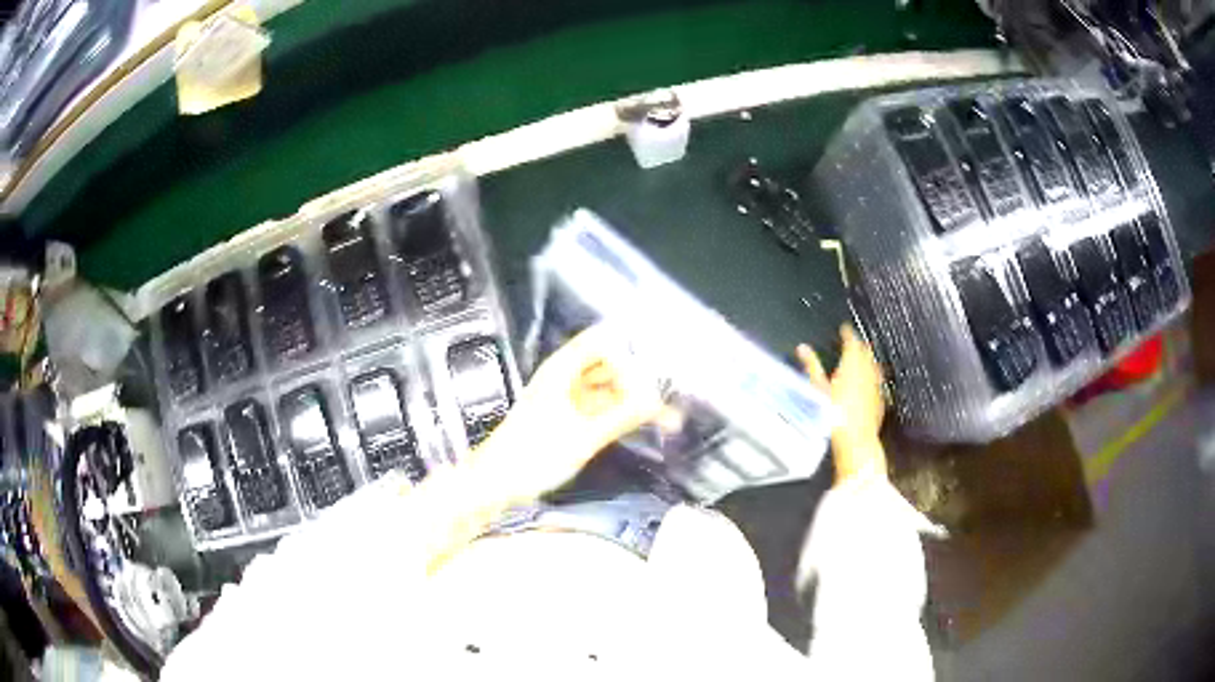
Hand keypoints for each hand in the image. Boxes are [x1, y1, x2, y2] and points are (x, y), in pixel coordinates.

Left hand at [474, 324, 664, 501]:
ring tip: (669, 417)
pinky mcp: (571, 419)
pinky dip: (623, 415)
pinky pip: (603, 409)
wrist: (497, 482)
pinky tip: (648, 425)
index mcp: (562, 370)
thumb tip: (657, 399)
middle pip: (609, 365)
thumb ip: (622, 416)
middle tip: (667, 400)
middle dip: (637, 378)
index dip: (626, 356)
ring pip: (609, 390)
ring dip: (635, 400)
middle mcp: (566, 378)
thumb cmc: (534, 455)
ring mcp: (568, 399)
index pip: (602, 342)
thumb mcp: (583, 437)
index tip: (647, 385)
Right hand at [797, 325, 888, 485]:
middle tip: (851, 342)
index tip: (844, 328)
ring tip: (860, 359)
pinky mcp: (881, 398)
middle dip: (859, 344)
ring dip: (867, 359)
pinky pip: (877, 380)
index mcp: (852, 363)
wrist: (856, 440)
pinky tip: (866, 382)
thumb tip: (802, 347)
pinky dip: (871, 376)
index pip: (852, 341)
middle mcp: (868, 370)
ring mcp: (876, 384)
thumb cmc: (834, 413)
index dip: (848, 332)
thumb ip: (811, 366)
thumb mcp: (818, 388)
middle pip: (866, 351)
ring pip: (874, 364)